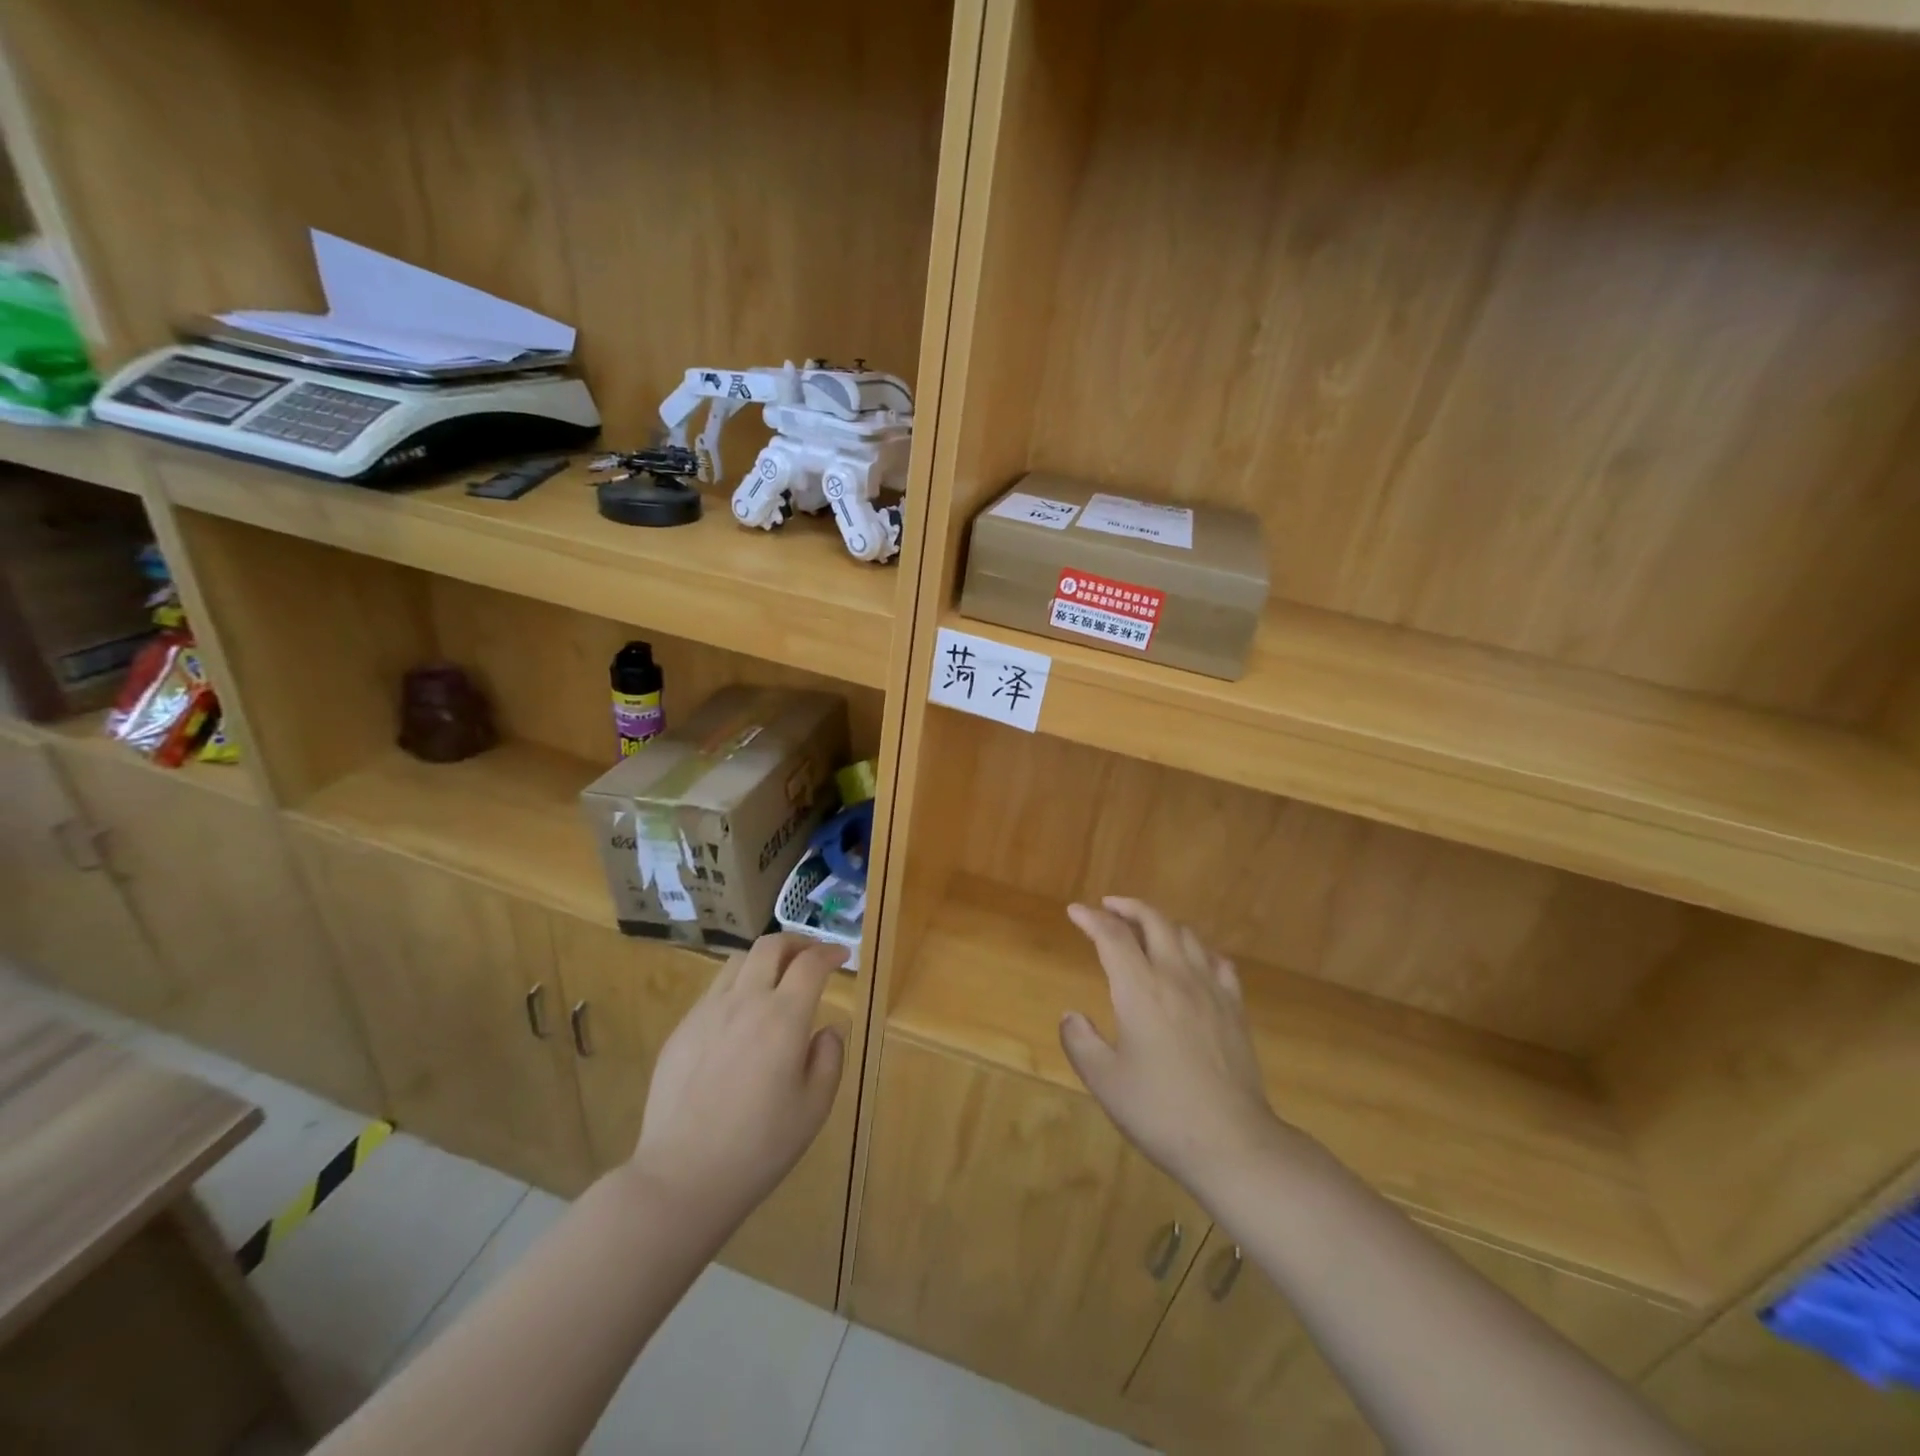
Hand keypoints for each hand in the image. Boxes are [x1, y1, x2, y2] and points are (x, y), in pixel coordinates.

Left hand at [631, 934, 847, 1227]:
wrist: (682, 1177)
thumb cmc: (760, 1147)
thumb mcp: (814, 1107)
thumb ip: (829, 1058)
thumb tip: (827, 1028)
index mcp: (783, 1017)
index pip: (811, 963)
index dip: (830, 952)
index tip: (841, 956)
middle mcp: (745, 1001)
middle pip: (771, 946)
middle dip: (797, 942)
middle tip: (811, 957)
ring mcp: (707, 1012)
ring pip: (738, 961)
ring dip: (764, 960)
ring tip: (776, 979)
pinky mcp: (681, 1030)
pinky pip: (713, 990)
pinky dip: (737, 986)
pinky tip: (741, 1017)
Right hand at [1062, 898, 1292, 1193]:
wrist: (1233, 1143)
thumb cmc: (1161, 1112)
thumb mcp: (1105, 1082)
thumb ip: (1081, 1042)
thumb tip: (1071, 1016)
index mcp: (1140, 990)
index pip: (1113, 936)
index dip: (1091, 919)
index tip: (1075, 911)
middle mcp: (1176, 977)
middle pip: (1154, 921)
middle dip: (1128, 907)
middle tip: (1107, 907)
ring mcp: (1211, 990)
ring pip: (1187, 935)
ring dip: (1161, 923)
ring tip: (1145, 930)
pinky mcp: (1235, 1008)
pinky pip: (1218, 962)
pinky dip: (1198, 950)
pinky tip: (1192, 961)